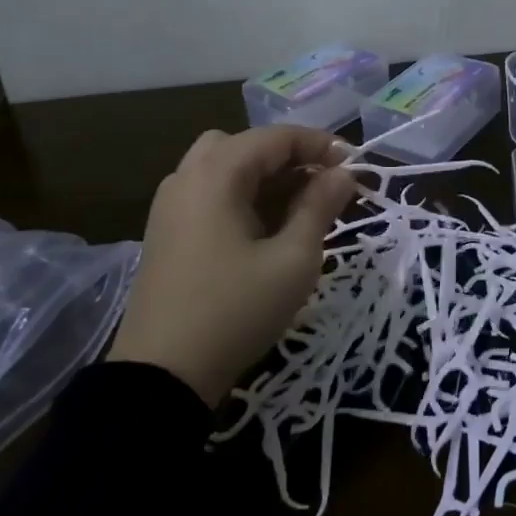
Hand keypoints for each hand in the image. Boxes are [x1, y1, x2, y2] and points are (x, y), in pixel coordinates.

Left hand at [107, 126, 356, 405]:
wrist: (160, 378)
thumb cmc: (236, 311)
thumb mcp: (293, 260)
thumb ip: (320, 207)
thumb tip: (342, 174)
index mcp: (216, 174)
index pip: (276, 137)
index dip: (320, 145)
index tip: (354, 167)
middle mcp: (187, 177)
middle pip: (246, 144)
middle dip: (288, 157)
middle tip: (321, 185)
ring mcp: (170, 205)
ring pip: (224, 166)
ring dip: (263, 175)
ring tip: (296, 207)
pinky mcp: (164, 232)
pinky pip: (208, 192)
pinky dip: (240, 194)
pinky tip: (263, 228)